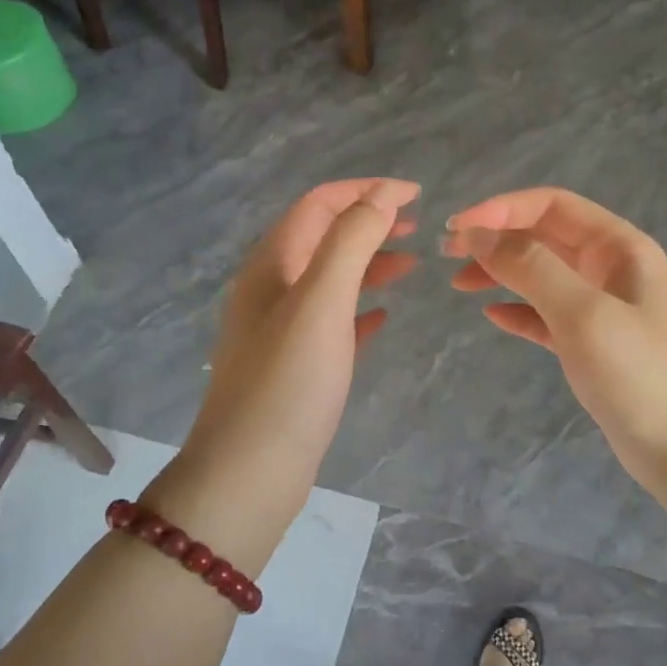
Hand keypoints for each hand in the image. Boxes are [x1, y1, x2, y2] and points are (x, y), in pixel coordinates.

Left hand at [181, 179, 418, 504]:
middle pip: (323, 237)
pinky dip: (359, 308)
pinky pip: (331, 322)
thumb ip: (352, 240)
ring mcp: (280, 330)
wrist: (249, 474)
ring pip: (329, 279)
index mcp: (271, 264)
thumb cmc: (288, 382)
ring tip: (411, 265)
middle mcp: (270, 289)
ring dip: (368, 263)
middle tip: (417, 226)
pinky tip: (384, 317)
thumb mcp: (322, 300)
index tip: (416, 194)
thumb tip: (384, 194)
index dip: (366, 190)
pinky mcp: (294, 367)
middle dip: (368, 222)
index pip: (319, 204)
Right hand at [445, 188, 666, 494]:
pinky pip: (548, 315)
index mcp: (619, 247)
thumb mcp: (583, 313)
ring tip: (459, 284)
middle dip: (496, 238)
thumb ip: (531, 268)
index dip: (502, 209)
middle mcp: (612, 268)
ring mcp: (604, 308)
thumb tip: (478, 233)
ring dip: (502, 272)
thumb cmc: (641, 375)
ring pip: (543, 275)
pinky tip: (492, 316)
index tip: (457, 229)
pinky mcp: (594, 345)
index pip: (552, 205)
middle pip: (544, 236)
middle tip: (447, 254)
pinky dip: (519, 310)